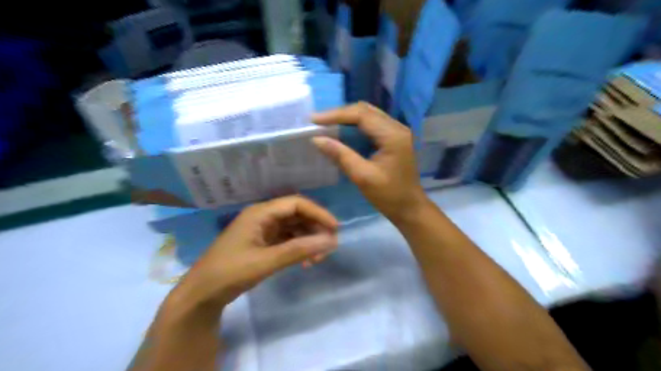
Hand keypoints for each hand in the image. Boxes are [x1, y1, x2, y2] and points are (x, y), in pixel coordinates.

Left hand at [175, 198, 336, 309]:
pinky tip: (305, 262)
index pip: (296, 204)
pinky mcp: (263, 243)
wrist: (202, 294)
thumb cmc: (230, 273)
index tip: (334, 229)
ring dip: (308, 240)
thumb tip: (330, 241)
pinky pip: (287, 239)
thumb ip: (298, 250)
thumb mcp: (266, 262)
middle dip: (315, 228)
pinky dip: (299, 248)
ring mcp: (263, 230)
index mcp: (260, 213)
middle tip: (329, 247)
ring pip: (294, 228)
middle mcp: (263, 217)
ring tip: (318, 259)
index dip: (318, 213)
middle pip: (297, 214)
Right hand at [313, 101, 428, 220]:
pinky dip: (356, 125)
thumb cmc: (389, 196)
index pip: (362, 115)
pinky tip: (343, 131)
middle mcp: (398, 127)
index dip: (336, 115)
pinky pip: (373, 123)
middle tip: (318, 121)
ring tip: (326, 124)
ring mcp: (398, 131)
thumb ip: (341, 155)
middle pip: (365, 110)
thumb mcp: (363, 177)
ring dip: (347, 118)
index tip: (314, 120)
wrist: (410, 208)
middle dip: (340, 114)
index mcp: (393, 136)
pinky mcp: (395, 138)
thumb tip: (317, 139)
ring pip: (369, 114)